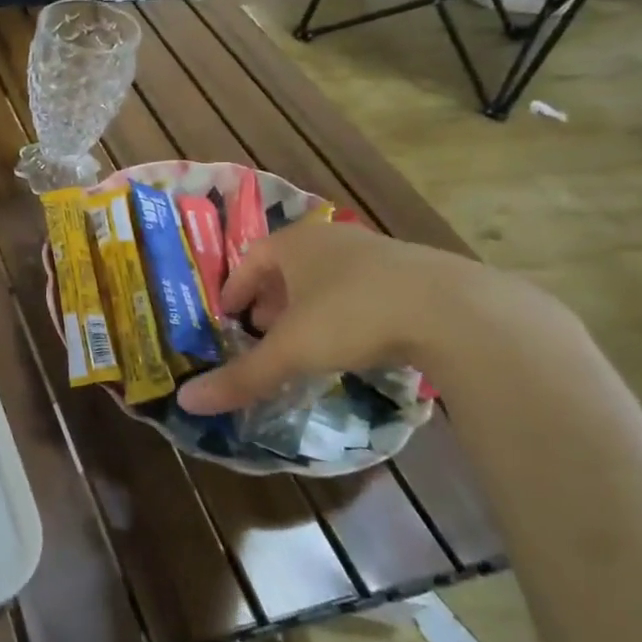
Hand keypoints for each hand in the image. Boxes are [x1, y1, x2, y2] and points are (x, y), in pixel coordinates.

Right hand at [176, 217, 495, 416]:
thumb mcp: (291, 351)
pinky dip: (345, 310)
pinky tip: (353, 340)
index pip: (251, 257)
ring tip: (304, 339)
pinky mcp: (414, 273)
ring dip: (308, 304)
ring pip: (327, 276)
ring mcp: (377, 253)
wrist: (454, 310)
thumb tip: (186, 402)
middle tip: (261, 330)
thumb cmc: (353, 317)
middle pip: (288, 265)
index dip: (235, 286)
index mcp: (295, 244)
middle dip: (271, 298)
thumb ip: (242, 376)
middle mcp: (332, 240)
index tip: (227, 314)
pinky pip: (363, 288)